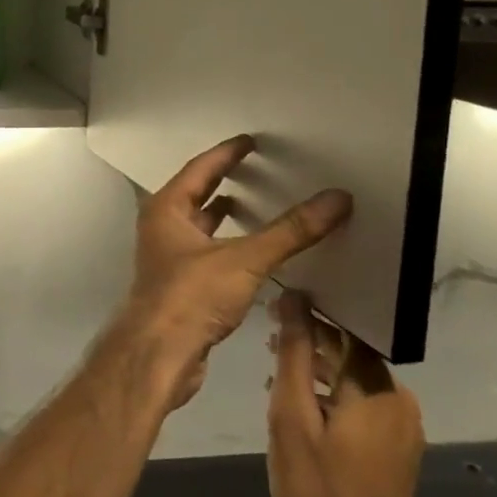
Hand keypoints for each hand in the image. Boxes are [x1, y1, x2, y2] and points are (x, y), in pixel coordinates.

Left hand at [108, 135, 351, 409]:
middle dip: (222, 180)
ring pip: (200, 225)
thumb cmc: (190, 297)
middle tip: (256, 168)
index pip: (198, 169)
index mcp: (166, 209)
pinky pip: (208, 251)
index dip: (225, 154)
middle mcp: (162, 228)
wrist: (159, 354)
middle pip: (195, 194)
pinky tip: (253, 251)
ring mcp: (168, 257)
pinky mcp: (179, 285)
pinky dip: (228, 243)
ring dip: (224, 214)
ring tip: (258, 204)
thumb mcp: (244, 259)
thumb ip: (289, 231)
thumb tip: (337, 198)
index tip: (249, 141)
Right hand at [266, 291, 424, 496]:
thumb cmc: (317, 489)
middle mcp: (400, 403)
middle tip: (270, 338)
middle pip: (352, 353)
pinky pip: (363, 404)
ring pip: (356, 380)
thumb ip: (294, 354)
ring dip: (319, 370)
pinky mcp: (397, 452)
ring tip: (277, 369)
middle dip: (312, 342)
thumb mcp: (291, 416)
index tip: (277, 308)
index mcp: (378, 390)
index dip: (312, 313)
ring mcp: (403, 430)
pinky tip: (300, 404)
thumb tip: (293, 298)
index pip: (347, 328)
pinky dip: (333, 396)